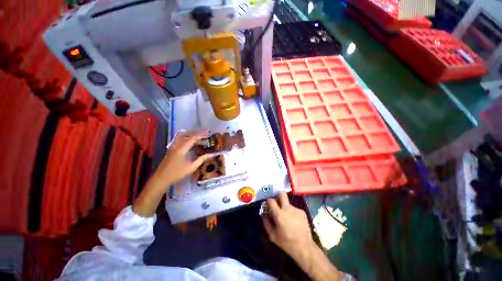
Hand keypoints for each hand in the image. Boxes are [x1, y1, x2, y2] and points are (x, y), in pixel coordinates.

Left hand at [151, 131, 212, 189]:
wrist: (161, 178)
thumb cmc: (177, 173)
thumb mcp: (191, 167)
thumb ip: (201, 159)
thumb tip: (211, 154)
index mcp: (182, 149)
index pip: (193, 138)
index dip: (201, 135)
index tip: (207, 134)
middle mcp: (176, 145)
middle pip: (186, 135)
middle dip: (196, 133)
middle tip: (204, 133)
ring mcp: (172, 147)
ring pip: (181, 136)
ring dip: (190, 134)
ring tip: (197, 136)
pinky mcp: (170, 150)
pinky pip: (179, 140)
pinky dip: (185, 138)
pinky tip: (189, 142)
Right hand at [263, 193, 342, 280]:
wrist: (304, 247)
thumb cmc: (286, 242)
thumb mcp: (272, 235)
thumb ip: (266, 223)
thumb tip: (264, 215)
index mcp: (279, 214)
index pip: (271, 200)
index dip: (268, 201)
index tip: (267, 204)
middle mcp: (287, 208)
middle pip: (282, 194)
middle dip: (278, 196)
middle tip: (277, 202)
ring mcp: (296, 209)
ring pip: (288, 203)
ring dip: (285, 208)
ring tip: (287, 218)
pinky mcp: (302, 212)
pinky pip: (294, 209)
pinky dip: (292, 213)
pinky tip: (293, 221)